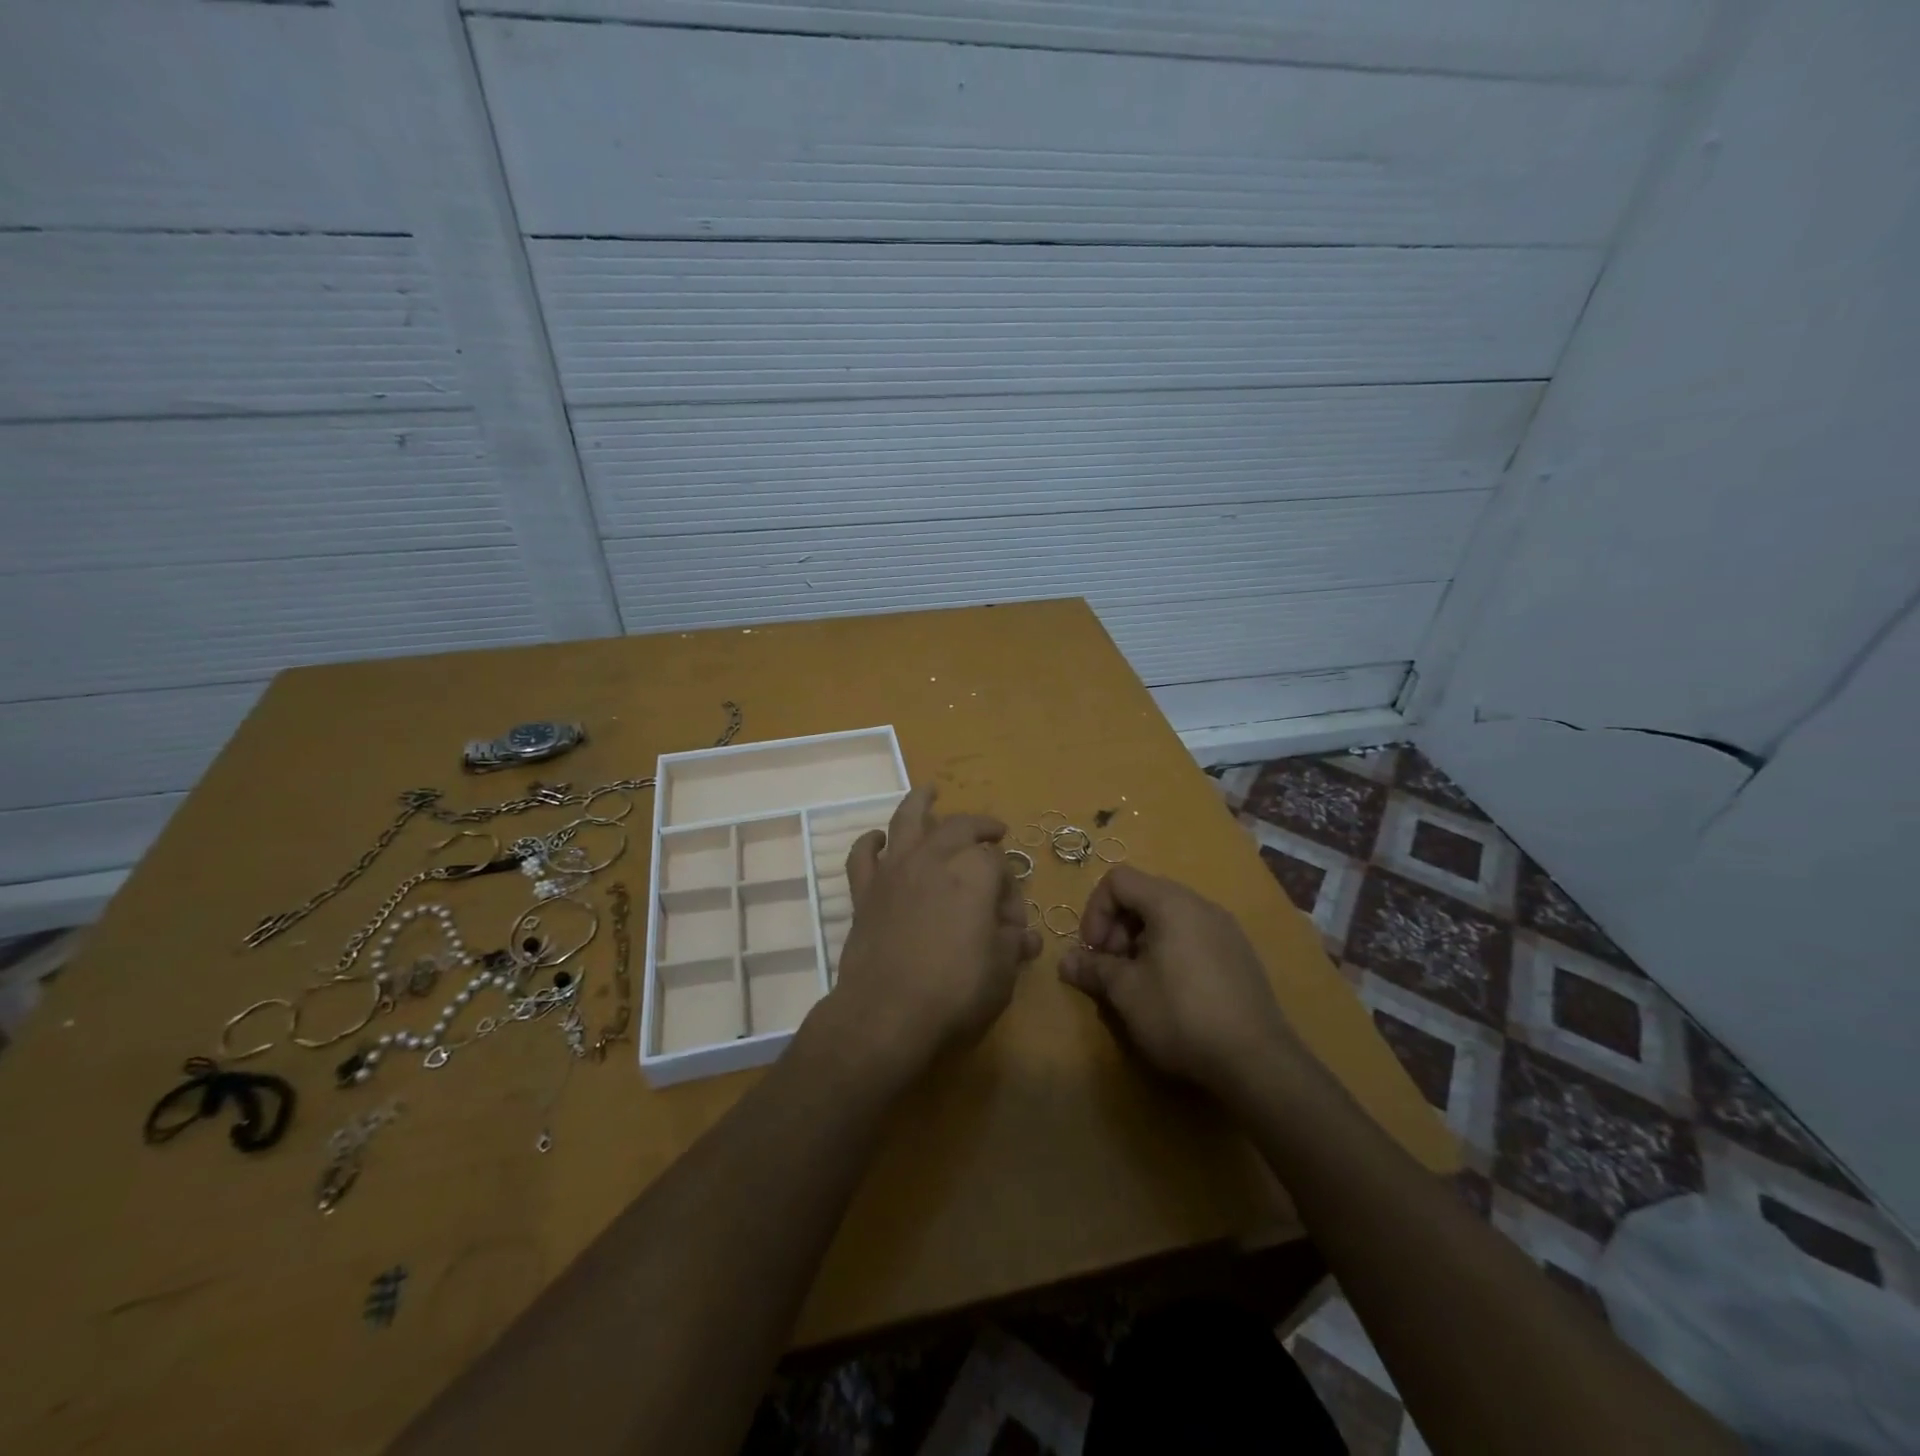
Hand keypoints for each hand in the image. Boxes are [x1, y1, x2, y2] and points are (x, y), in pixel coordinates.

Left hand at [818, 786, 1041, 1081]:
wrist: (885, 1013)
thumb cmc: (954, 991)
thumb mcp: (1002, 971)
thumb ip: (1014, 944)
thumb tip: (1025, 936)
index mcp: (974, 872)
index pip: (1000, 865)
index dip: (1011, 888)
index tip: (1012, 919)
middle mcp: (934, 858)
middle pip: (959, 827)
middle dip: (980, 827)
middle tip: (994, 832)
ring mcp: (894, 871)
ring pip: (906, 821)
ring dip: (920, 803)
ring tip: (929, 791)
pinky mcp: (864, 891)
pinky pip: (863, 855)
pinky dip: (870, 842)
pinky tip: (878, 838)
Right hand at [1059, 866, 1314, 1103]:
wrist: (1257, 1061)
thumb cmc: (1181, 1015)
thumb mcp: (1126, 992)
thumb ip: (1093, 968)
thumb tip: (1065, 961)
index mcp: (1171, 902)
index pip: (1118, 880)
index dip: (1095, 911)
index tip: (1095, 951)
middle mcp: (1200, 904)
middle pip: (1143, 896)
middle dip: (1117, 928)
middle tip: (1112, 969)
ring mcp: (1225, 929)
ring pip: (1169, 918)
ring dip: (1141, 942)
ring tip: (1138, 984)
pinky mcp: (1240, 955)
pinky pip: (1193, 936)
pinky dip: (1170, 952)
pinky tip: (1171, 994)